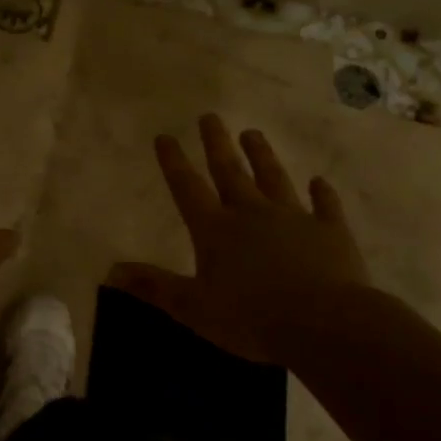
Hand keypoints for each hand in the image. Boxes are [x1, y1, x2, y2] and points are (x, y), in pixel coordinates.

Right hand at [107, 115, 371, 366]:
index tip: (165, 136)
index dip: (174, 162)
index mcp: (215, 230)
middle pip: (230, 172)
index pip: (187, 188)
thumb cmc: (251, 318)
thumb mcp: (192, 307)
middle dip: (216, 144)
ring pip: (274, 178)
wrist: (325, 324)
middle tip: (209, 116)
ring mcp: (294, 219)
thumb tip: (110, 270)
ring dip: (262, 156)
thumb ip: (153, 286)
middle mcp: (251, 214)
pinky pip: (325, 207)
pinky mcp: (330, 232)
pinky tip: (320, 182)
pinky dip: (322, 194)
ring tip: (253, 133)